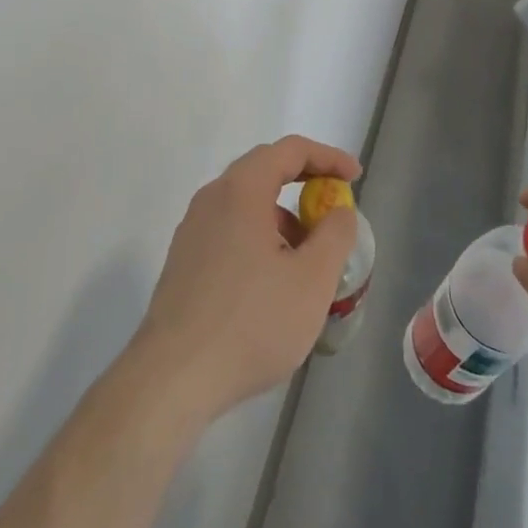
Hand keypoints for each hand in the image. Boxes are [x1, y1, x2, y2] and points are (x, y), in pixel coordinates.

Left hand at [132, 135, 360, 422]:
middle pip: (264, 170)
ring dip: (282, 217)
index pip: (289, 150)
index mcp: (241, 190)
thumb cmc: (251, 323)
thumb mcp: (312, 281)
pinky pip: (230, 229)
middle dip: (305, 184)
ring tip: (308, 259)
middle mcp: (212, 198)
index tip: (354, 177)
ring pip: (246, 204)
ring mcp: (193, 228)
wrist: (173, 377)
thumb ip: (334, 235)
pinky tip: (274, 282)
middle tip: (334, 211)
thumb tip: (339, 210)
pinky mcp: (184, 259)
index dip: (327, 157)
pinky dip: (260, 237)